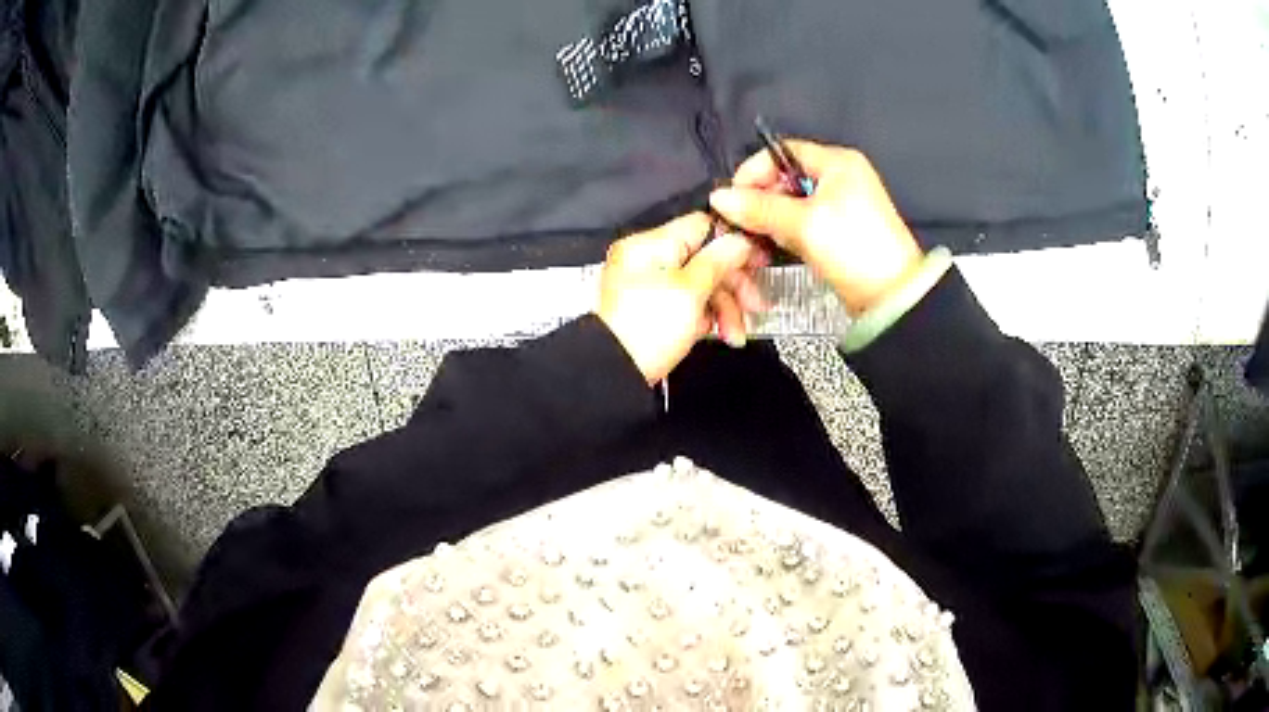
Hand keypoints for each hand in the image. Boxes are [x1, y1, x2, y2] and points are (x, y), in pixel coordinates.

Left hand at [596, 213, 762, 384]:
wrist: (617, 373)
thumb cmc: (645, 332)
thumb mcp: (691, 291)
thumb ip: (719, 260)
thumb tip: (739, 240)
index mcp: (651, 245)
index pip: (702, 226)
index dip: (733, 242)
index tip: (756, 261)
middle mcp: (648, 260)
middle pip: (706, 259)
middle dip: (733, 285)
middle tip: (754, 304)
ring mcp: (650, 286)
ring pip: (701, 285)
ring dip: (725, 308)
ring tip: (734, 334)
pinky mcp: (653, 310)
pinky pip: (688, 304)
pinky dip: (706, 318)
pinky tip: (717, 334)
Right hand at [709, 141, 924, 315]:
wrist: (891, 297)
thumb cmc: (854, 249)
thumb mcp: (803, 224)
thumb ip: (759, 208)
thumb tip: (719, 197)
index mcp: (837, 162)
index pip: (782, 152)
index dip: (754, 171)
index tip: (733, 196)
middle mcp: (840, 178)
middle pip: (785, 178)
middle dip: (762, 199)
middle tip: (745, 222)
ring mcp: (841, 205)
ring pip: (792, 203)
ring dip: (772, 219)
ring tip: (762, 238)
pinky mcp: (839, 231)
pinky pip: (803, 223)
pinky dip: (787, 232)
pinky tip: (779, 247)